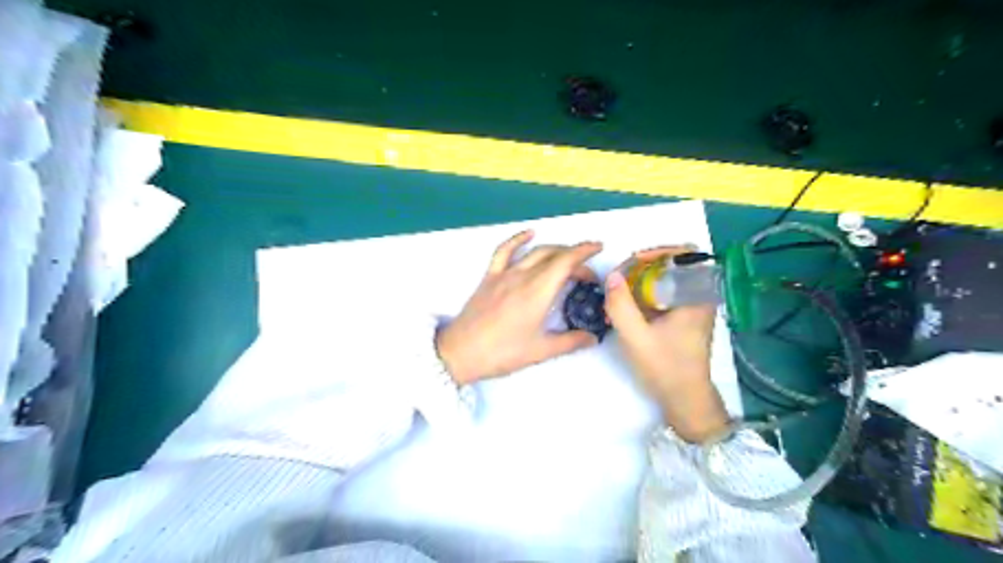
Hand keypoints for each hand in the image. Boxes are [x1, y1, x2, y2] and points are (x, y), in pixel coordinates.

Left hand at [434, 230, 601, 383]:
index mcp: (538, 292)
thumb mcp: (541, 351)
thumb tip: (593, 337)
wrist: (460, 353)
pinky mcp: (489, 277)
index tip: (599, 248)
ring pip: (534, 252)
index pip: (566, 262)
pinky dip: (518, 239)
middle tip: (586, 275)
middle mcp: (523, 276)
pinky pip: (504, 251)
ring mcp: (504, 274)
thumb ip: (570, 341)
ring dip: (555, 250)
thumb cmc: (503, 353)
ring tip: (567, 257)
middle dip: (575, 258)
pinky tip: (529, 233)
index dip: (585, 252)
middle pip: (554, 256)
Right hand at [603, 249, 730, 440]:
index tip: (634, 262)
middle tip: (622, 278)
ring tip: (620, 294)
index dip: (659, 251)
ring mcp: (693, 308)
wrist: (685, 400)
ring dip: (643, 281)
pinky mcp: (685, 318)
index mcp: (698, 296)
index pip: (687, 254)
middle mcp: (700, 297)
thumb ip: (621, 305)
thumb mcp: (636, 337)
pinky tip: (628, 308)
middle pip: (675, 264)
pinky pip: (666, 294)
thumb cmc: (665, 368)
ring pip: (668, 279)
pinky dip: (646, 295)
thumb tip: (612, 276)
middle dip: (645, 267)